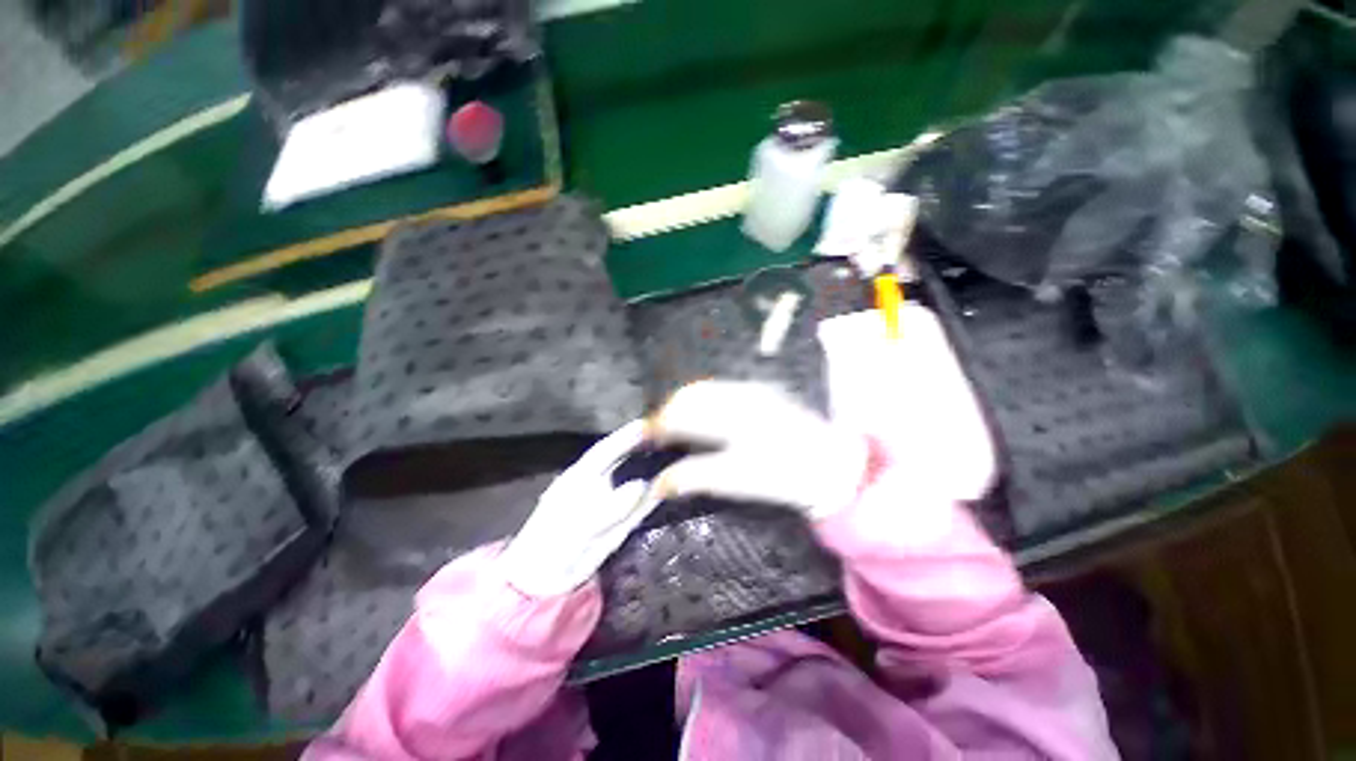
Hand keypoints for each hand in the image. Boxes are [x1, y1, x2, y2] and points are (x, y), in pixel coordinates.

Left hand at [498, 421, 655, 597]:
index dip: (624, 436)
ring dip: (654, 469)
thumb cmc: (549, 549)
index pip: (605, 451)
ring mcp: (610, 504)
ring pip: (636, 481)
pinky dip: (656, 496)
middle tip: (669, 434)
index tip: (645, 424)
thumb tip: (642, 485)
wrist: (543, 583)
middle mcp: (598, 486)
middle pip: (623, 461)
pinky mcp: (620, 524)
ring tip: (677, 455)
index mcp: (579, 478)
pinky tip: (670, 486)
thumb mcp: (575, 527)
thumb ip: (608, 508)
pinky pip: (642, 506)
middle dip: (643, 447)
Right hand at [647, 381, 870, 519]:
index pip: (684, 412)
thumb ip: (696, 476)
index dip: (659, 425)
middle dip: (667, 413)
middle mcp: (738, 394)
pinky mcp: (758, 391)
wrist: (831, 463)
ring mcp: (750, 389)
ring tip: (675, 429)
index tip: (646, 439)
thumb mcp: (738, 480)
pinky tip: (701, 421)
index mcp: (733, 415)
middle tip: (657, 437)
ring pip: (703, 391)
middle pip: (690, 395)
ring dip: (683, 407)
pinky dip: (701, 404)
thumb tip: (659, 483)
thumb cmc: (784, 476)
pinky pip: (718, 391)